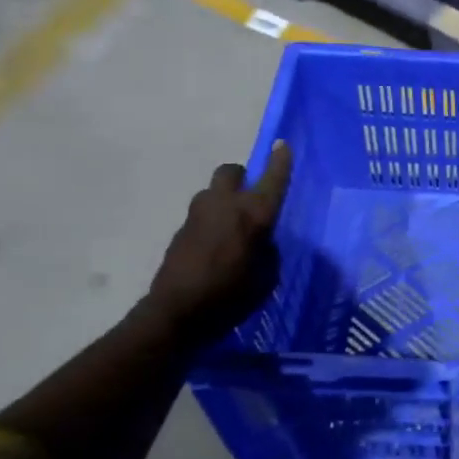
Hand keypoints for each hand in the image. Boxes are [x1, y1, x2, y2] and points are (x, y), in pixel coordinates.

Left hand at [144, 142, 292, 341]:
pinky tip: (214, 247)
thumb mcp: (266, 277)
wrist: (176, 314)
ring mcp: (198, 214)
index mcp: (254, 213)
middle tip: (249, 195)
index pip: (272, 178)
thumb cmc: (231, 297)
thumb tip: (261, 240)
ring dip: (224, 199)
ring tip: (230, 226)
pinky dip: (211, 221)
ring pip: (213, 191)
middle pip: (232, 171)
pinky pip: (202, 214)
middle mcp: (225, 204)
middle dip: (242, 177)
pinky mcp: (181, 229)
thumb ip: (268, 250)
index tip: (281, 144)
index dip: (280, 160)